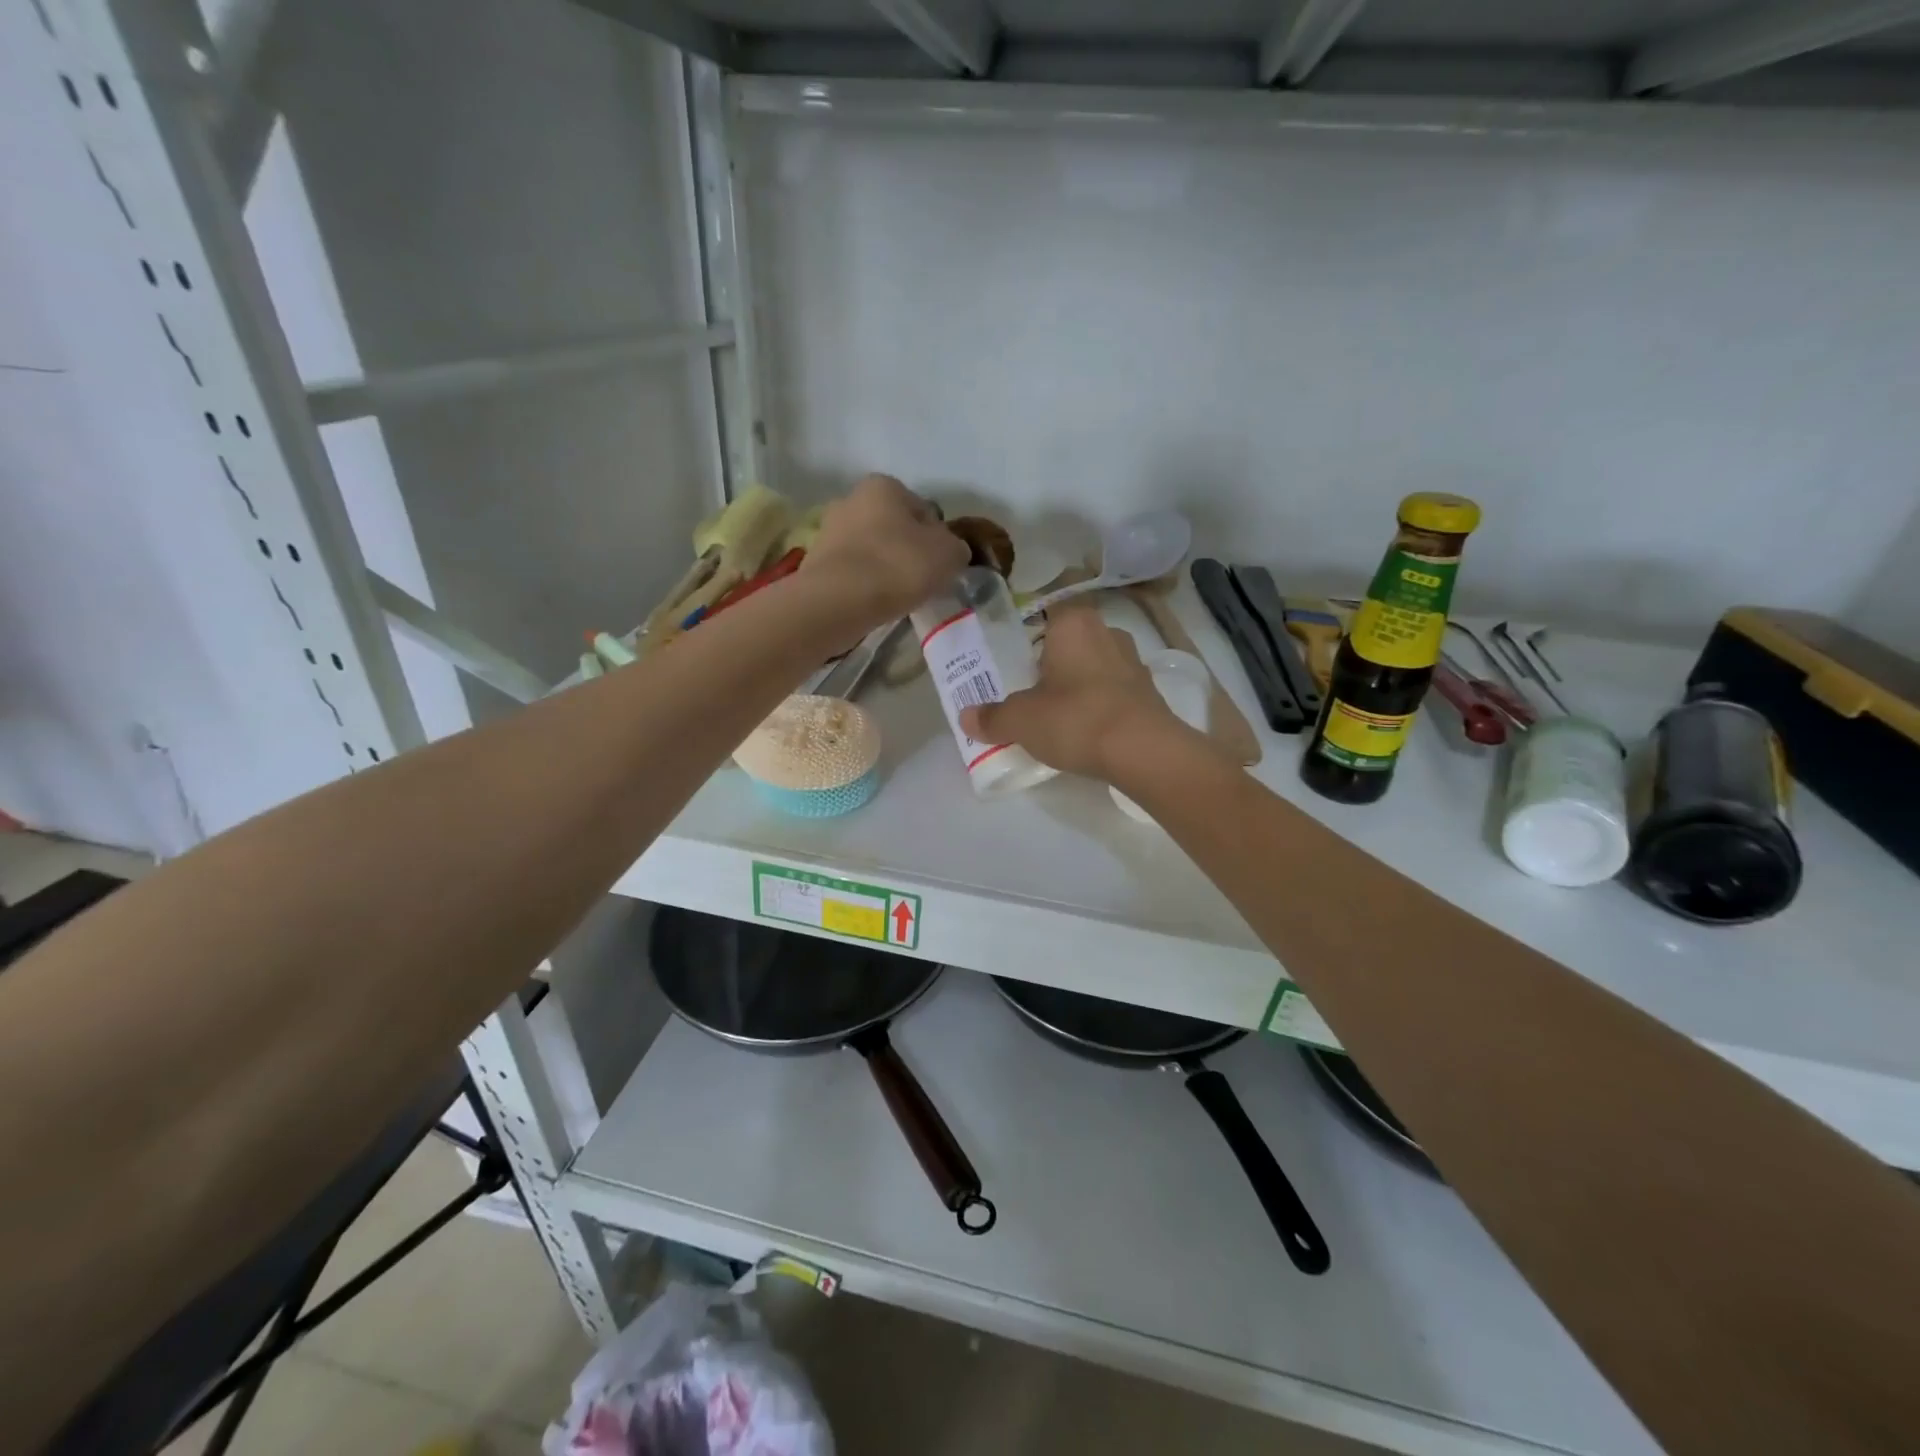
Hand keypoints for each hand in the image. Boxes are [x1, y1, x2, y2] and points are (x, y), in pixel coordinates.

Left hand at [801, 474, 968, 627]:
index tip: (941, 564)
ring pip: (870, 549)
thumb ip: (956, 548)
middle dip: (907, 549)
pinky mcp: (815, 562)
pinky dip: (864, 583)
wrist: (839, 600)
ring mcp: (829, 530)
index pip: (922, 510)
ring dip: (884, 567)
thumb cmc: (899, 565)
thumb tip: (950, 551)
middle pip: (892, 527)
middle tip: (921, 580)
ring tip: (897, 596)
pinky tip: (873, 602)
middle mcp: (852, 498)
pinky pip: (852, 571)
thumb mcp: (949, 555)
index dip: (937, 538)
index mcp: (884, 486)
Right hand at [960, 607, 1210, 782]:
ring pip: (1095, 665)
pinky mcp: (1150, 693)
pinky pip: (1114, 691)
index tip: (1015, 656)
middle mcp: (1107, 632)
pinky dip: (1099, 704)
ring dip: (1078, 683)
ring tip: (1056, 712)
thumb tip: (967, 717)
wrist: (1144, 752)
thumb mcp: (1021, 720)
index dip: (1028, 631)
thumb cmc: (1076, 719)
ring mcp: (1134, 662)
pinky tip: (1086, 729)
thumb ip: (992, 716)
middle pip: (1070, 640)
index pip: (1046, 610)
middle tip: (1028, 687)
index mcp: (1073, 623)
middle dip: (1052, 661)